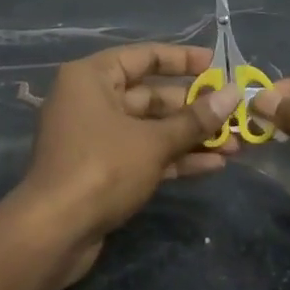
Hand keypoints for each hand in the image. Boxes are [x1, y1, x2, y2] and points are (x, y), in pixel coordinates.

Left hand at [15, 43, 243, 287]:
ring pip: (150, 129)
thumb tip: (234, 94)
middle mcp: (91, 101)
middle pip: (151, 96)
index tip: (217, 65)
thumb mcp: (154, 141)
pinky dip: (174, 158)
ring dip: (190, 137)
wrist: (54, 232)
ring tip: (235, 144)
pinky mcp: (102, 170)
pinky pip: (143, 154)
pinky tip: (213, 165)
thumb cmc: (102, 168)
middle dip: (194, 109)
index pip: (143, 57)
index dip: (182, 60)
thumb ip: (195, 119)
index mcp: (92, 78)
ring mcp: (96, 138)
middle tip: (235, 115)